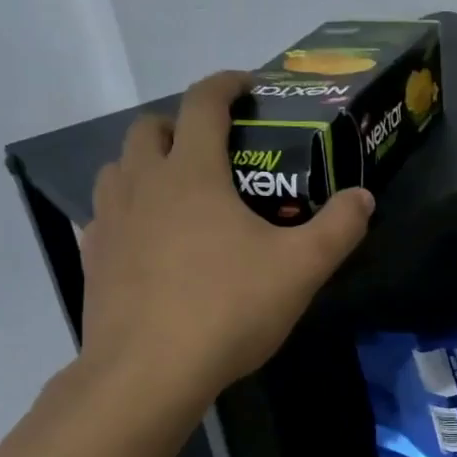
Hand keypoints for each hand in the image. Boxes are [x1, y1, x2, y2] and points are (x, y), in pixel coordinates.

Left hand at [76, 71, 373, 404]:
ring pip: (119, 168)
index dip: (227, 84)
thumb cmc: (227, 309)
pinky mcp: (93, 258)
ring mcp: (110, 220)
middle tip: (213, 150)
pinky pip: (105, 215)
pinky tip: (148, 241)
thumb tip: (363, 198)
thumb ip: (338, 227)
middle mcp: (142, 183)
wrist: (148, 372)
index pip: (203, 103)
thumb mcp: (300, 269)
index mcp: (192, 172)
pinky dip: (127, 211)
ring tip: (177, 193)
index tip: (247, 86)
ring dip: (146, 164)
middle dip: (181, 124)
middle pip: (150, 128)